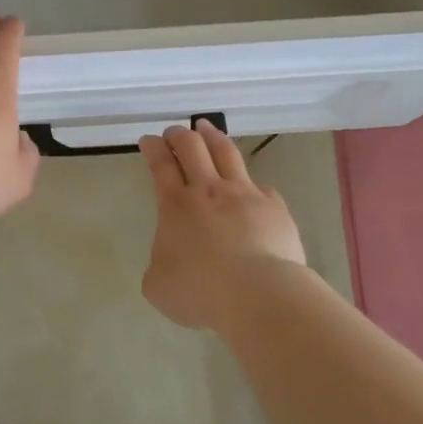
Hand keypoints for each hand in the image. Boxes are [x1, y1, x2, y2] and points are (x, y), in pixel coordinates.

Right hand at [138, 120, 305, 331]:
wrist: (258, 295)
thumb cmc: (200, 292)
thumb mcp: (158, 285)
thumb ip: (159, 264)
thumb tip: (169, 259)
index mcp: (175, 205)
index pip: (160, 164)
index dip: (152, 148)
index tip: (148, 140)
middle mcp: (209, 190)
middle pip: (192, 147)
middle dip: (179, 134)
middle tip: (174, 132)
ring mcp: (245, 194)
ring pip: (226, 153)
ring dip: (212, 137)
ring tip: (206, 128)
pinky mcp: (274, 208)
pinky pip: (260, 187)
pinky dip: (250, 185)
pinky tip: (251, 190)